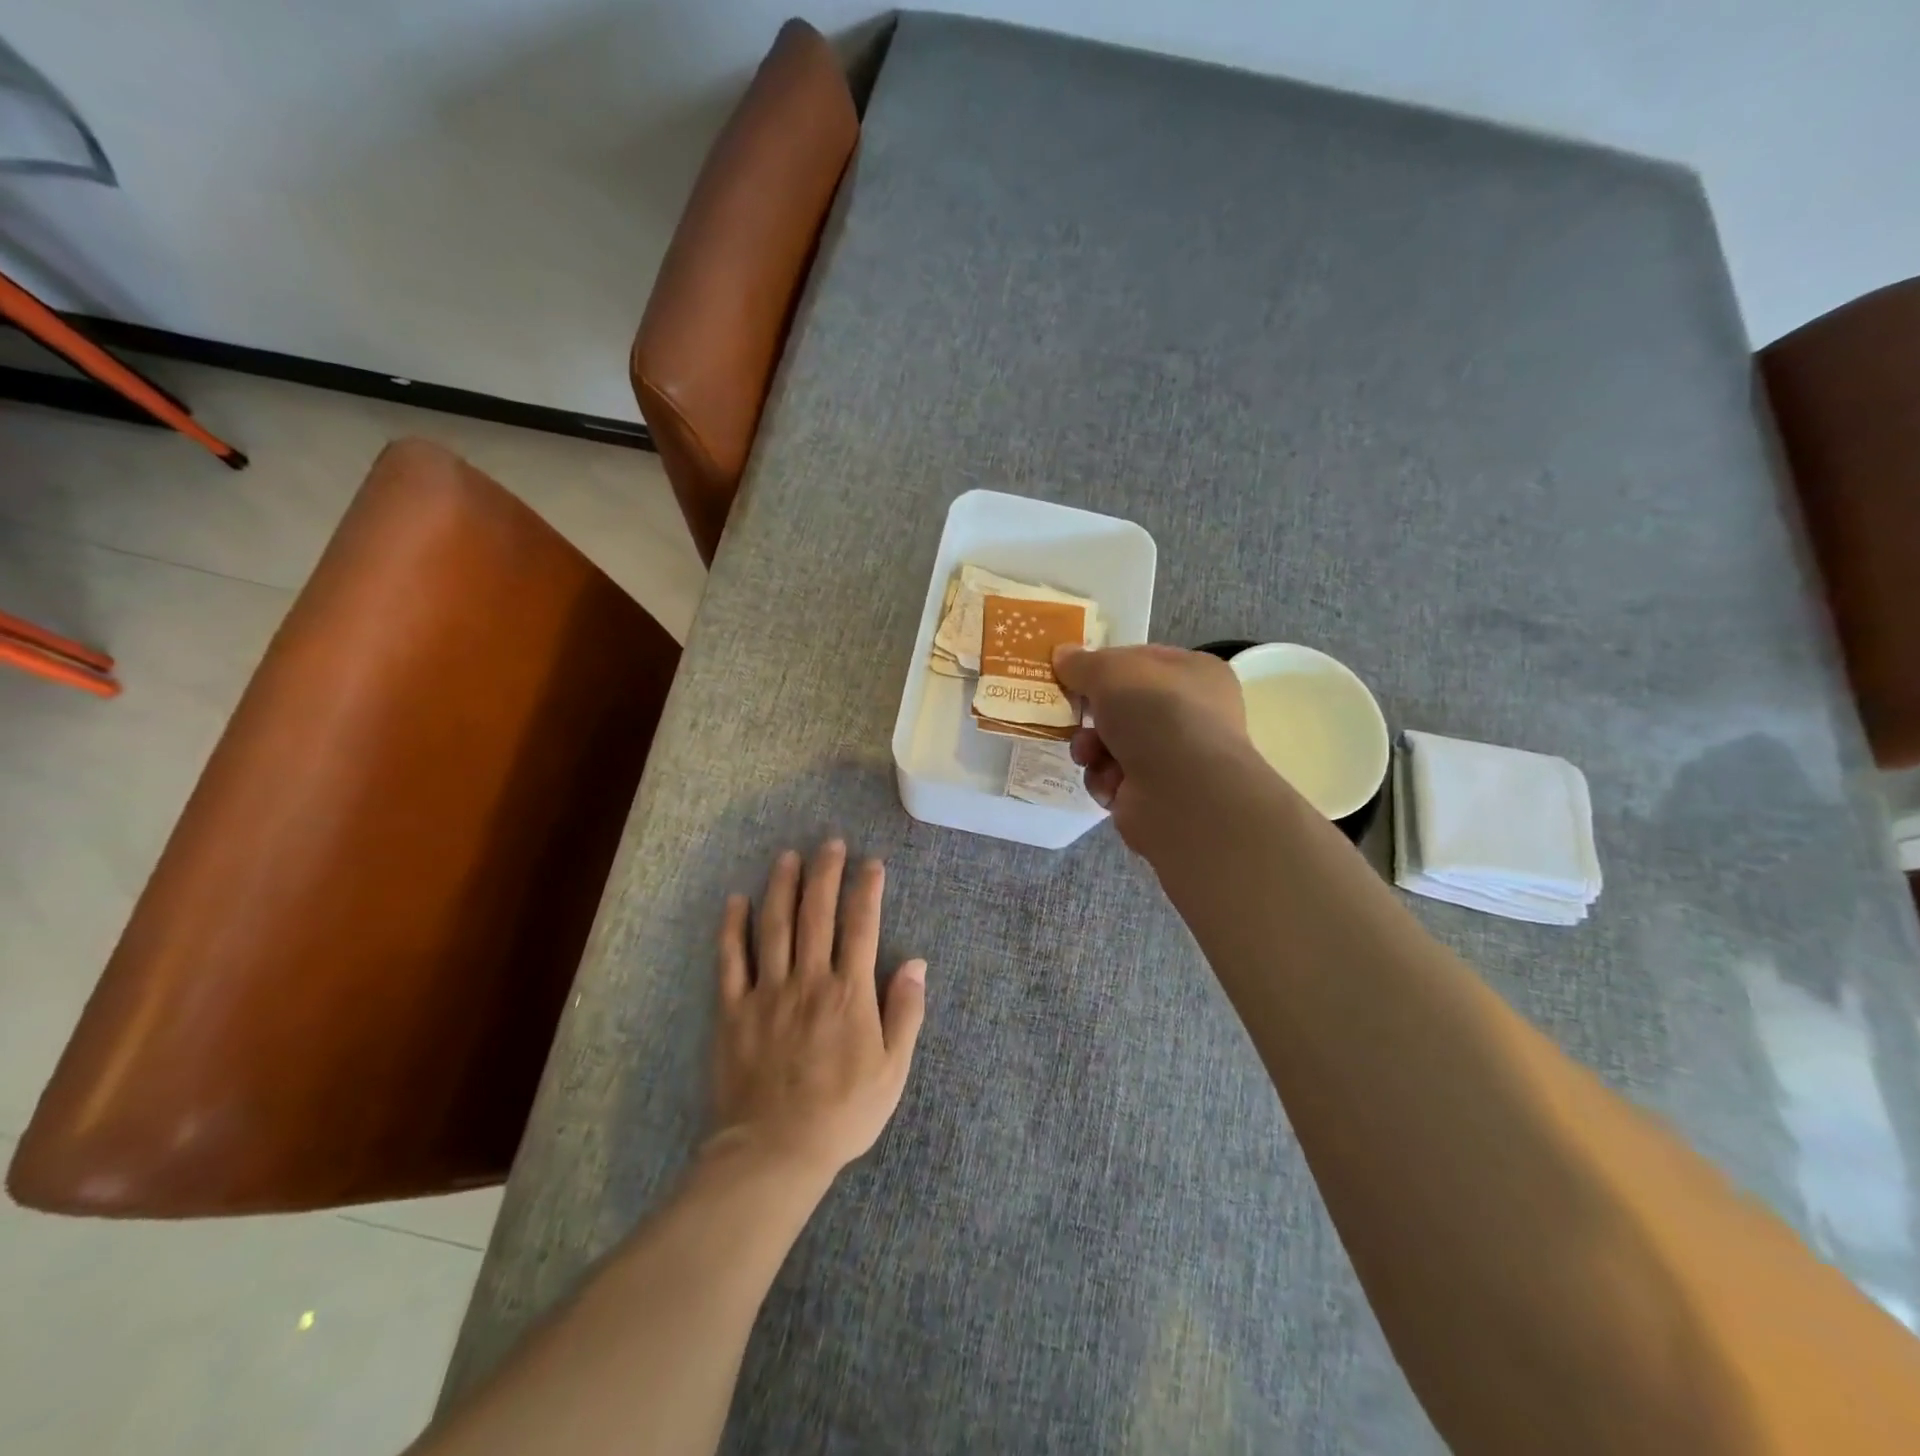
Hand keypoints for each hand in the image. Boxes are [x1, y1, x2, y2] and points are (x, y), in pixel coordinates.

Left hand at [708, 841, 926, 1183]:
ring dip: (782, 886)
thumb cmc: (843, 1113)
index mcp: (849, 993)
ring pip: (774, 926)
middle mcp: (808, 980)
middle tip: (829, 842)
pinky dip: (732, 927)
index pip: (861, 926)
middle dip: (825, 873)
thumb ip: (905, 1012)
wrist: (775, 1152)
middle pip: (817, 914)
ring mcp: (767, 992)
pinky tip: (736, 901)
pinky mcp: (733, 1010)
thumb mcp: (893, 1070)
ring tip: (788, 856)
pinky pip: (731, 960)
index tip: (871, 863)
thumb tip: (917, 963)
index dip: (867, 889)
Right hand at [1052, 643, 1251, 849]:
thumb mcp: (1111, 672)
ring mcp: (1175, 757)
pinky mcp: (1156, 795)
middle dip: (1092, 713)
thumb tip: (1062, 654)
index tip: (1072, 672)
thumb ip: (1083, 663)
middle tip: (1071, 715)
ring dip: (1091, 748)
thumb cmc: (1156, 714)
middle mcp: (1190, 713)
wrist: (1183, 793)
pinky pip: (1114, 779)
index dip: (1105, 664)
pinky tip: (1109, 783)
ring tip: (1087, 755)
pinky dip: (1104, 780)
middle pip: (1123, 706)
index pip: (1141, 660)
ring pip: (1113, 744)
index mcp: (1194, 673)